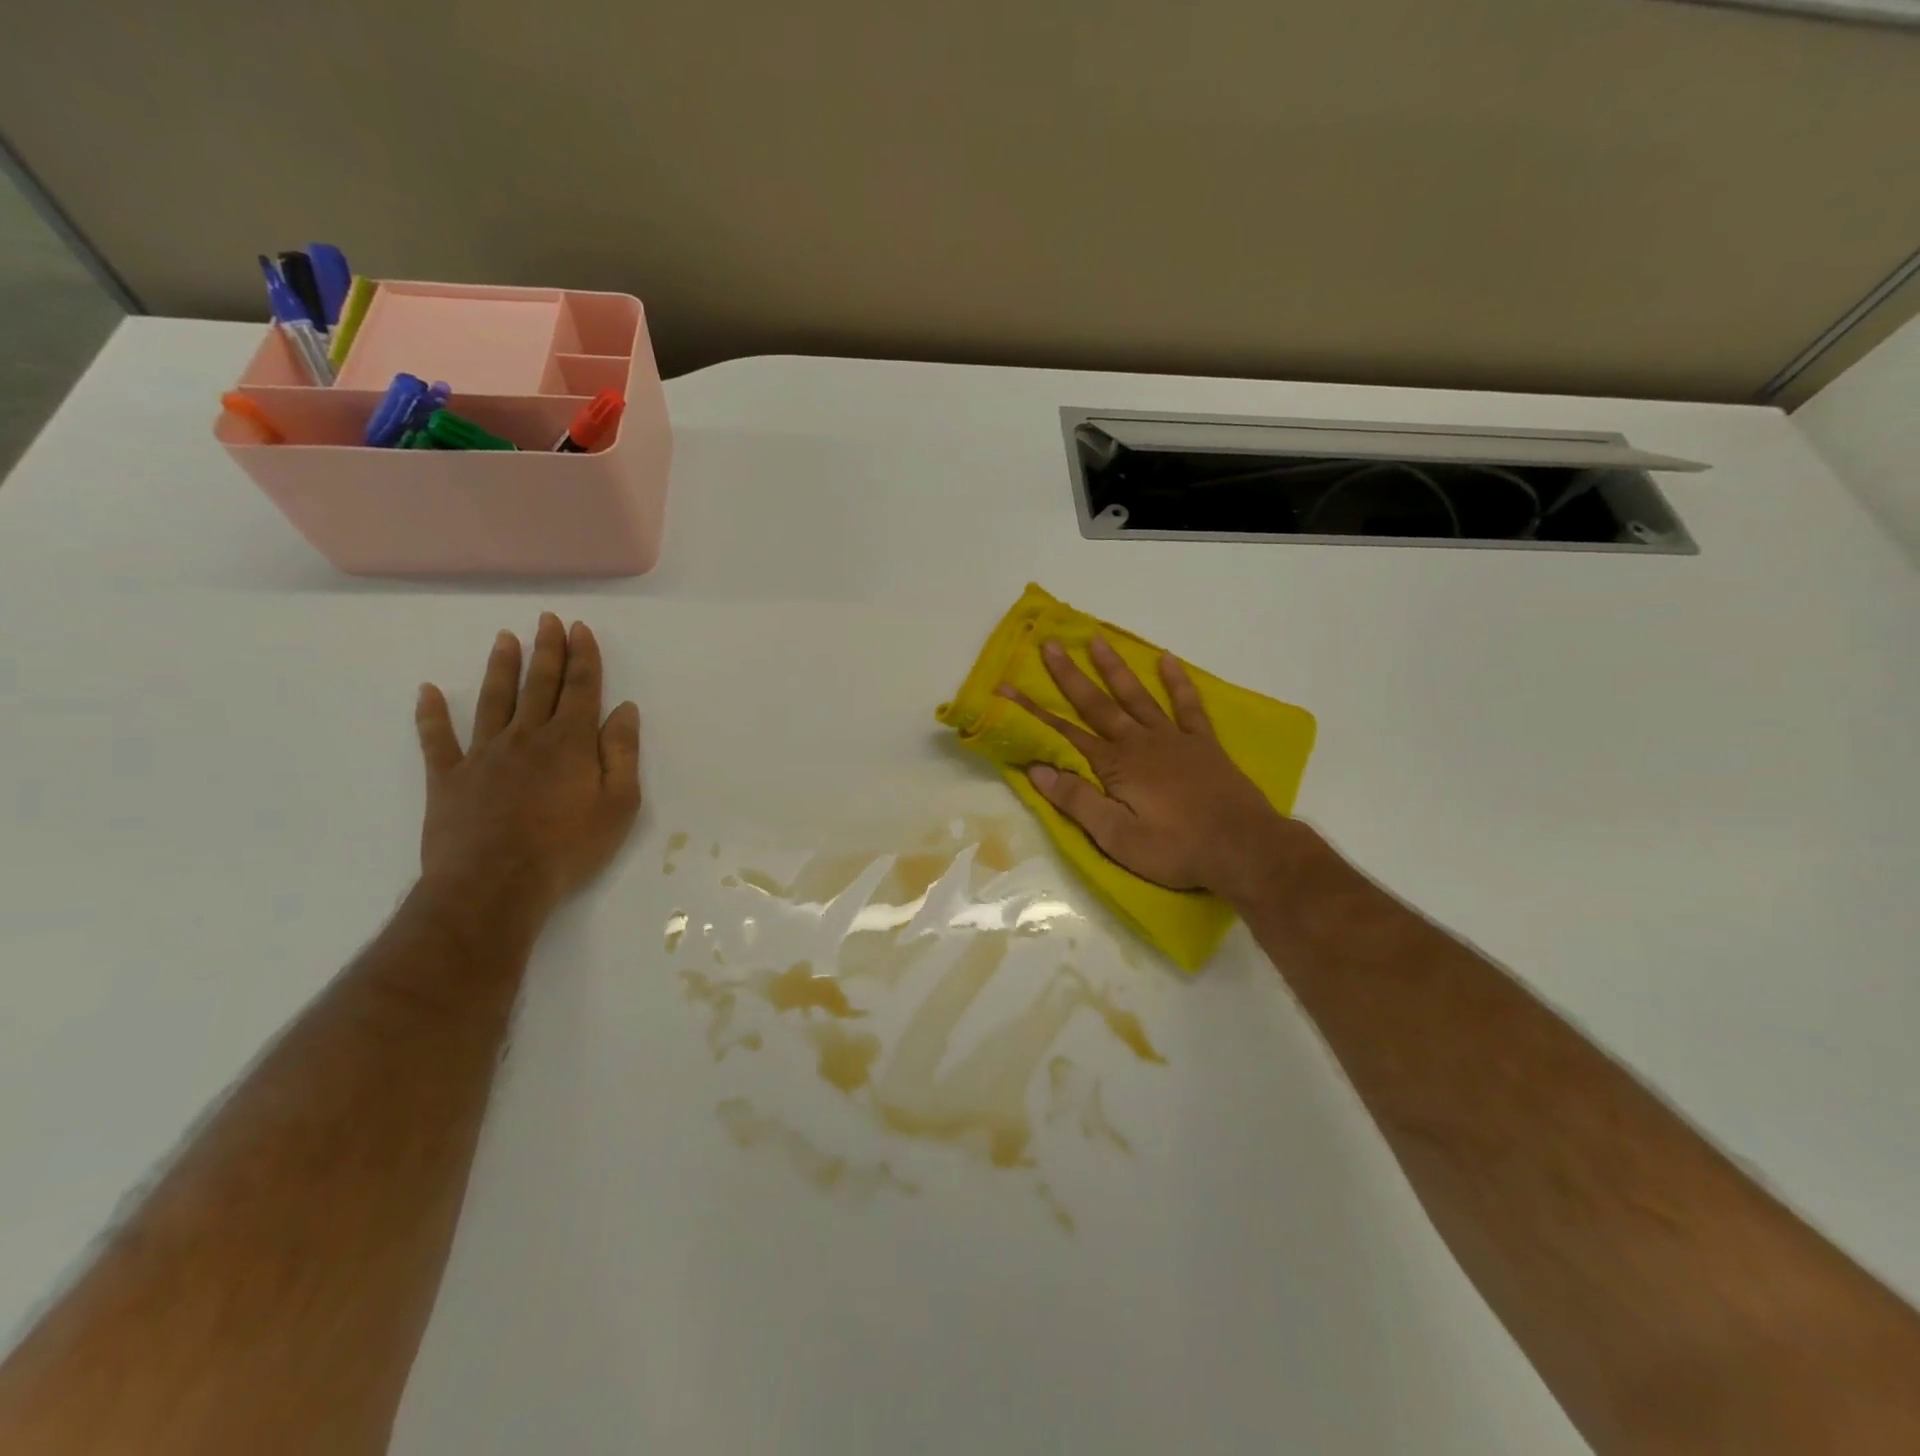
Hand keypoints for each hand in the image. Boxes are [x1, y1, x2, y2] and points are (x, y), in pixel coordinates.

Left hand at [413, 614, 641, 920]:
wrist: (495, 884)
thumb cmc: (568, 847)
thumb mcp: (618, 804)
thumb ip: (622, 754)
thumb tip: (625, 710)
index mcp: (570, 742)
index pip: (580, 689)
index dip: (583, 657)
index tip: (580, 628)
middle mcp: (526, 737)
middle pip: (539, 685)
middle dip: (547, 650)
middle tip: (547, 620)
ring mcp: (483, 755)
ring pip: (493, 701)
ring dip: (500, 667)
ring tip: (505, 638)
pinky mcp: (448, 779)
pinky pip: (437, 740)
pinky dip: (431, 715)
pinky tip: (428, 692)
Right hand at [1001, 638, 1309, 901]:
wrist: (1243, 848)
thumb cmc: (1174, 848)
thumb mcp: (1116, 836)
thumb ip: (1077, 800)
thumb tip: (1036, 769)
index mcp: (1115, 765)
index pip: (1063, 734)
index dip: (1033, 712)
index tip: (1008, 688)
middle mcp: (1139, 742)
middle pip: (1097, 704)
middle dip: (1069, 676)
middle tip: (1049, 645)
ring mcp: (1173, 739)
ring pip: (1137, 696)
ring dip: (1115, 668)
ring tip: (1096, 640)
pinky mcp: (1203, 744)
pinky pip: (1187, 706)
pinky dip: (1177, 682)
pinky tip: (1167, 660)